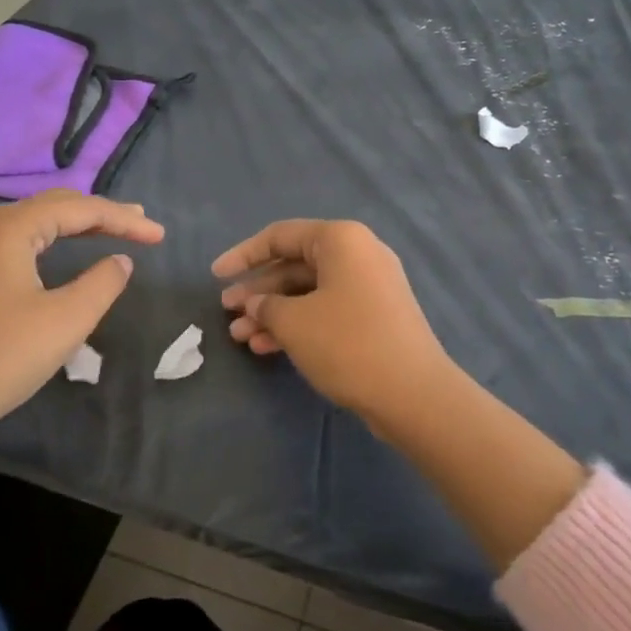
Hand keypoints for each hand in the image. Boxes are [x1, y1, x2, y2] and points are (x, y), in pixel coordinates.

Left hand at [0, 190, 163, 436]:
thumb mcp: (67, 319)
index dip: (124, 219)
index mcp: (11, 227)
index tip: (159, 235)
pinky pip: (22, 240)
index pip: (80, 209)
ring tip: (114, 228)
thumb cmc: (4, 356)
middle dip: (102, 214)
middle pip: (56, 206)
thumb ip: (103, 282)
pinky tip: (67, 249)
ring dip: (78, 224)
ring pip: (37, 222)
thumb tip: (120, 261)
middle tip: (141, 224)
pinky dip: (54, 239)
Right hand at [213, 219, 452, 417]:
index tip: (216, 276)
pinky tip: (266, 348)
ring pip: (308, 291)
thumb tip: (257, 304)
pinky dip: (298, 324)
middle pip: (294, 265)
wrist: (414, 394)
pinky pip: (326, 310)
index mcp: (340, 239)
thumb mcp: (294, 322)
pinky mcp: (374, 316)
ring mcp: (369, 286)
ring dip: (273, 312)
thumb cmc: (348, 343)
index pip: (280, 236)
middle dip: (257, 290)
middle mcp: (357, 254)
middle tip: (227, 311)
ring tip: (240, 336)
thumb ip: (266, 306)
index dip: (243, 255)